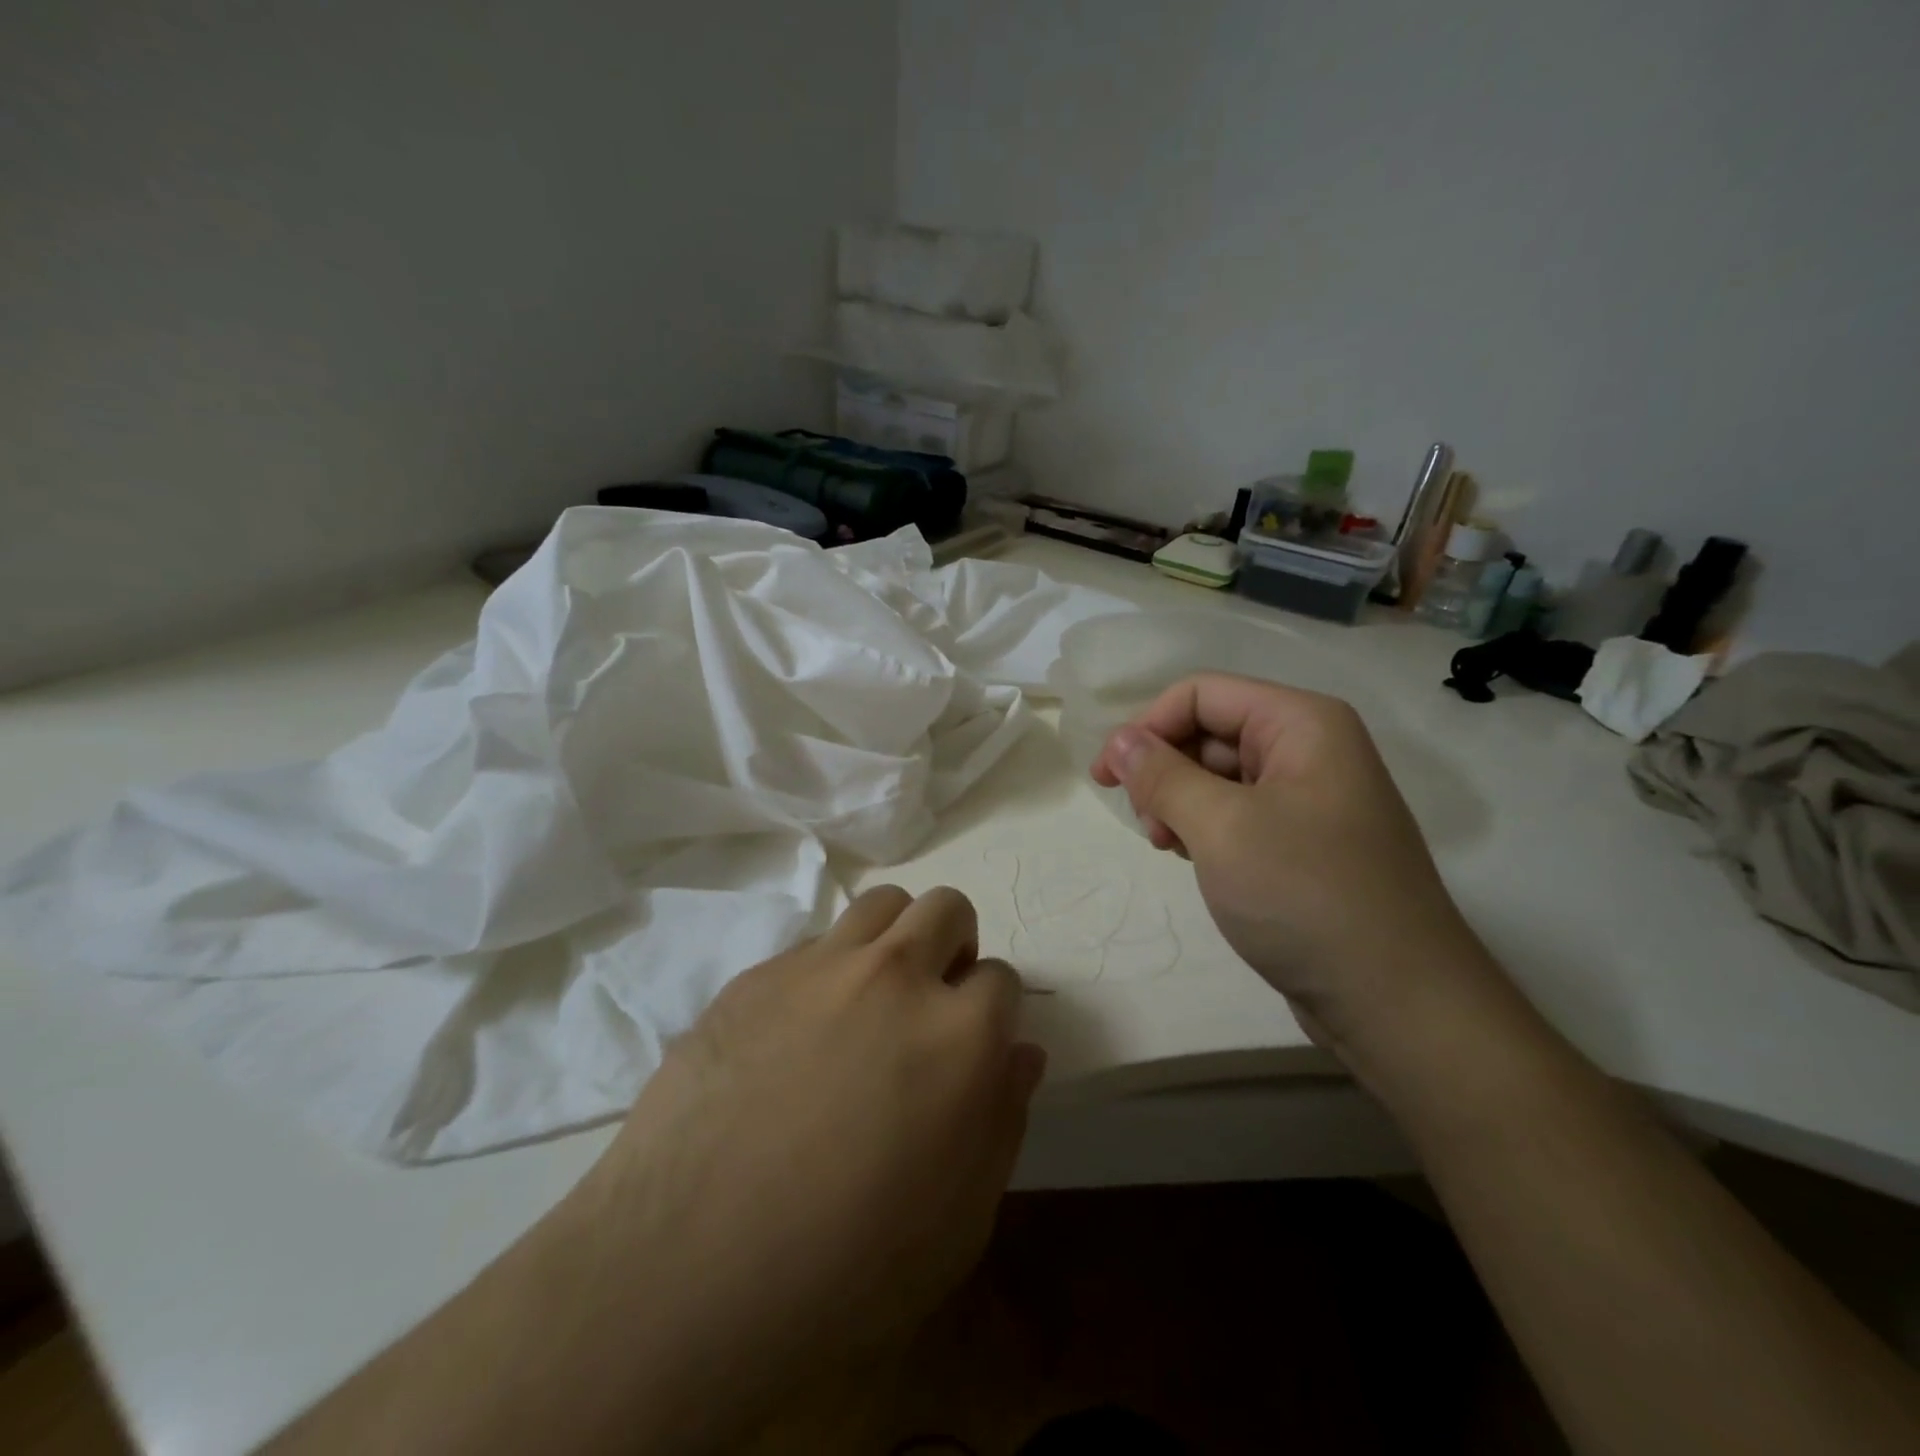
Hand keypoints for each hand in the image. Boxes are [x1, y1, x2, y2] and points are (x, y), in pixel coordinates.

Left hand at [575, 885, 1043, 1435]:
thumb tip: (1020, 1053)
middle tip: (932, 1002)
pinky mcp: (757, 976)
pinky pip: (813, 944)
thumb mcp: (960, 1219)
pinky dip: (828, 971)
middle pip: (947, 909)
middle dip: (955, 945)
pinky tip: (798, 1032)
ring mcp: (820, 967)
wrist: (687, 1271)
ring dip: (895, 937)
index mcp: (958, 1033)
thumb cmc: (847, 1267)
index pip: (1001, 979)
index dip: (993, 1013)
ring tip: (873, 995)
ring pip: (882, 904)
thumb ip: (1003, 1119)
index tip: (974, 1045)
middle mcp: (896, 977)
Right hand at [1090, 673, 1498, 1059]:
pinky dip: (1205, 828)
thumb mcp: (1221, 827)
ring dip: (1180, 802)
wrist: (1396, 1002)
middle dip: (1164, 770)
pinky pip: (1239, 813)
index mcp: (1301, 724)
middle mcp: (1310, 749)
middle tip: (1147, 825)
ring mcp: (1310, 798)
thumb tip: (1119, 740)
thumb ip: (1161, 775)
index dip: (1147, 726)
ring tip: (1169, 847)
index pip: (1201, 694)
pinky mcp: (1305, 842)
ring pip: (1218, 775)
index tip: (1107, 778)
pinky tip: (1194, 860)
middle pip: (1210, 731)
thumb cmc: (1305, 895)